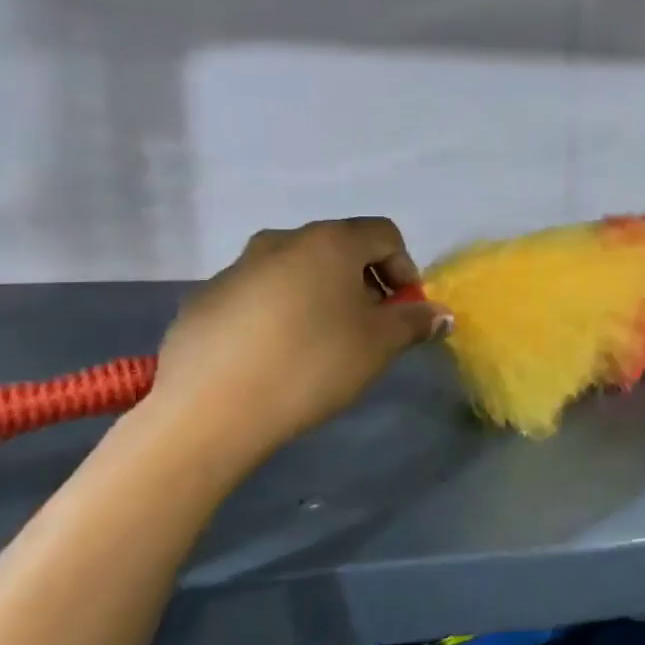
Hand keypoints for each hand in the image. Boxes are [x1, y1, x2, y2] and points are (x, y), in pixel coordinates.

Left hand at [147, 219, 449, 464]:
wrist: (209, 410)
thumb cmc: (312, 363)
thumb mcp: (379, 345)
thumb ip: (415, 322)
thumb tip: (440, 314)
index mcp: (329, 242)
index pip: (384, 234)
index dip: (404, 269)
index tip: (403, 311)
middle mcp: (281, 241)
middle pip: (339, 249)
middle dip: (363, 284)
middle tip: (368, 329)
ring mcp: (236, 268)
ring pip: (296, 271)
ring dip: (321, 297)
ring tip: (322, 345)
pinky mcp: (204, 300)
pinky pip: (259, 296)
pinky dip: (279, 314)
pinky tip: (276, 357)